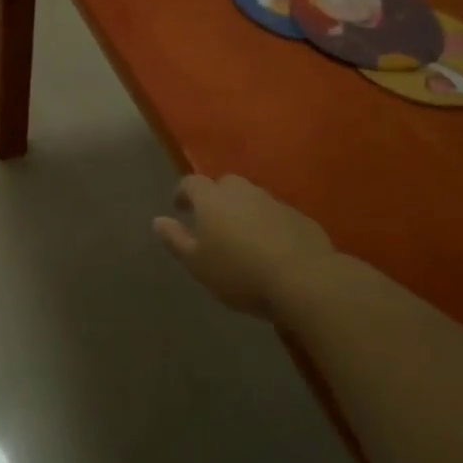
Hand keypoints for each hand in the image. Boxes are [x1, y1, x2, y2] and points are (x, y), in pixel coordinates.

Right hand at [152, 174, 341, 319]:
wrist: (304, 280)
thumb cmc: (239, 273)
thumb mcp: (197, 264)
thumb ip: (175, 240)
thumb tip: (158, 220)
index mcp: (212, 199)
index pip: (191, 183)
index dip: (183, 193)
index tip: (179, 208)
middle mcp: (242, 191)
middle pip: (224, 185)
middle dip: (215, 198)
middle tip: (211, 222)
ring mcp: (273, 201)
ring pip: (251, 198)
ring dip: (243, 210)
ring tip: (241, 236)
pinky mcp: (299, 217)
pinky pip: (275, 214)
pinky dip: (267, 223)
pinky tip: (270, 246)